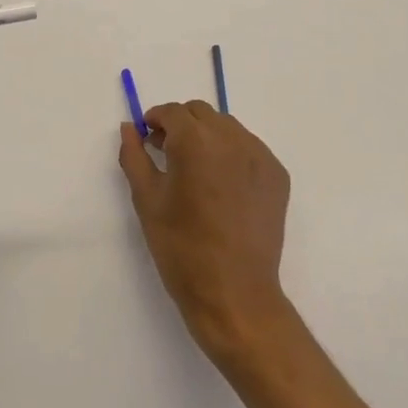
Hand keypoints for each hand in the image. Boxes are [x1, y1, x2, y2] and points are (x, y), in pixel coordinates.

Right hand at [119, 102, 292, 358]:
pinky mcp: (277, 174)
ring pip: (227, 127)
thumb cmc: (182, 249)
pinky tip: (223, 187)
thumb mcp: (147, 201)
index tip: (148, 139)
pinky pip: (249, 149)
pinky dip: (232, 155)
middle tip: (168, 154)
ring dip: (208, 136)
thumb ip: (134, 156)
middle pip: (201, 113)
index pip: (173, 112)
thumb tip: (130, 127)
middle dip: (181, 125)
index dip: (156, 121)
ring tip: (197, 172)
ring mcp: (259, 154)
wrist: (235, 296)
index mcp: (195, 141)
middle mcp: (231, 137)